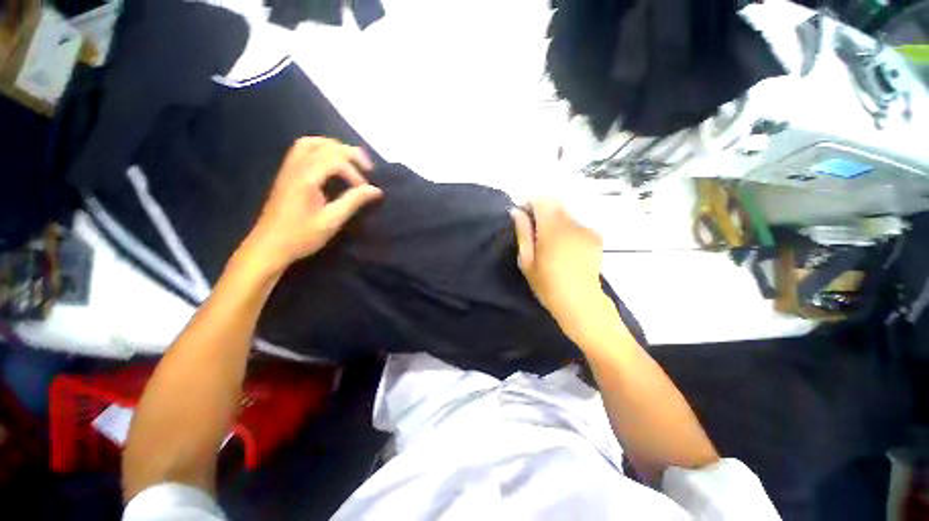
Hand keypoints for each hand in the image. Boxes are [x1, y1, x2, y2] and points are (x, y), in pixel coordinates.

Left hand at [242, 137, 382, 275]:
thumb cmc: (301, 236)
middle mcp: (295, 167)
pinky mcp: (286, 175)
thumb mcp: (332, 220)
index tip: (366, 189)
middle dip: (348, 153)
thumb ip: (353, 201)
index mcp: (306, 178)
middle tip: (366, 167)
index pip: (335, 160)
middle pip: (323, 145)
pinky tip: (331, 166)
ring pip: (310, 144)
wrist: (268, 247)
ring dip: (334, 148)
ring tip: (350, 161)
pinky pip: (303, 151)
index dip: (354, 172)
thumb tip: (376, 190)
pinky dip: (321, 151)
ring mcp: (288, 170)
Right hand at [511, 200, 619, 345]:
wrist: (581, 303)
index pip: (541, 201)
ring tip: (550, 243)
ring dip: (554, 220)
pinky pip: (576, 224)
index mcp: (552, 229)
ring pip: (566, 214)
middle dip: (542, 211)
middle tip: (534, 230)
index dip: (530, 202)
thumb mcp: (527, 261)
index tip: (523, 213)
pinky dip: (567, 229)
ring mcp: (586, 229)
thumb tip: (516, 212)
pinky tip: (565, 248)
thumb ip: (523, 233)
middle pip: (555, 204)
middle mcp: (571, 223)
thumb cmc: (548, 285)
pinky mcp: (595, 237)